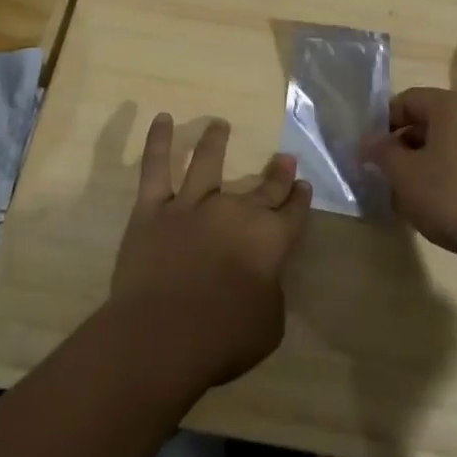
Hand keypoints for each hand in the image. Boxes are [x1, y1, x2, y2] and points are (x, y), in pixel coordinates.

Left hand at [110, 114, 312, 386]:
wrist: (164, 335)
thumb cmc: (224, 338)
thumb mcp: (269, 324)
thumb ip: (270, 292)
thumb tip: (262, 276)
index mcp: (269, 240)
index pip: (292, 212)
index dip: (299, 199)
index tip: (302, 184)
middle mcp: (235, 211)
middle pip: (263, 188)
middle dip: (277, 173)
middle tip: (285, 158)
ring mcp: (192, 205)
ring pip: (207, 163)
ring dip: (215, 141)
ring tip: (219, 124)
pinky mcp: (153, 209)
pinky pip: (155, 168)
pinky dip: (158, 141)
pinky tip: (162, 118)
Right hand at [364, 87, 456, 278]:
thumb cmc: (452, 196)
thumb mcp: (405, 175)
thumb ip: (381, 152)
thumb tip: (367, 140)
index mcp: (451, 106)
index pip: (407, 100)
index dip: (383, 123)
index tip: (370, 150)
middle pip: (427, 121)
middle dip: (402, 146)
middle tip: (386, 174)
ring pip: (446, 145)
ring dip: (423, 164)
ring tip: (407, 195)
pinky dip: (446, 176)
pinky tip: (435, 205)